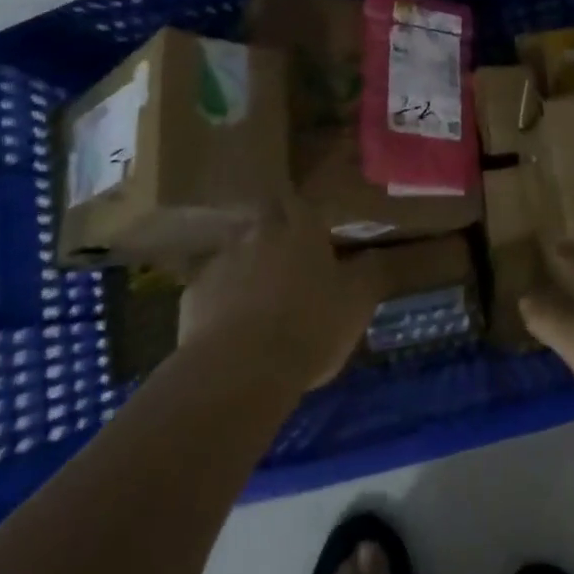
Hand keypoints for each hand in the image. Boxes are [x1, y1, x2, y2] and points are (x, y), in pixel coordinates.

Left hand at [178, 200, 387, 390]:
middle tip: (291, 256)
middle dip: (276, 230)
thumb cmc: (310, 327)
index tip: (318, 229)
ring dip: (249, 262)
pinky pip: (213, 286)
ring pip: (238, 249)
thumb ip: (372, 271)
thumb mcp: (358, 301)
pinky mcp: (193, 293)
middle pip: (266, 217)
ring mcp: (222, 260)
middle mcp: (258, 232)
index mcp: (301, 228)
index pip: (303, 202)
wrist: (239, 371)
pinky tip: (232, 323)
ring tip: (261, 293)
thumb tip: (381, 253)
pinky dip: (222, 297)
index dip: (308, 213)